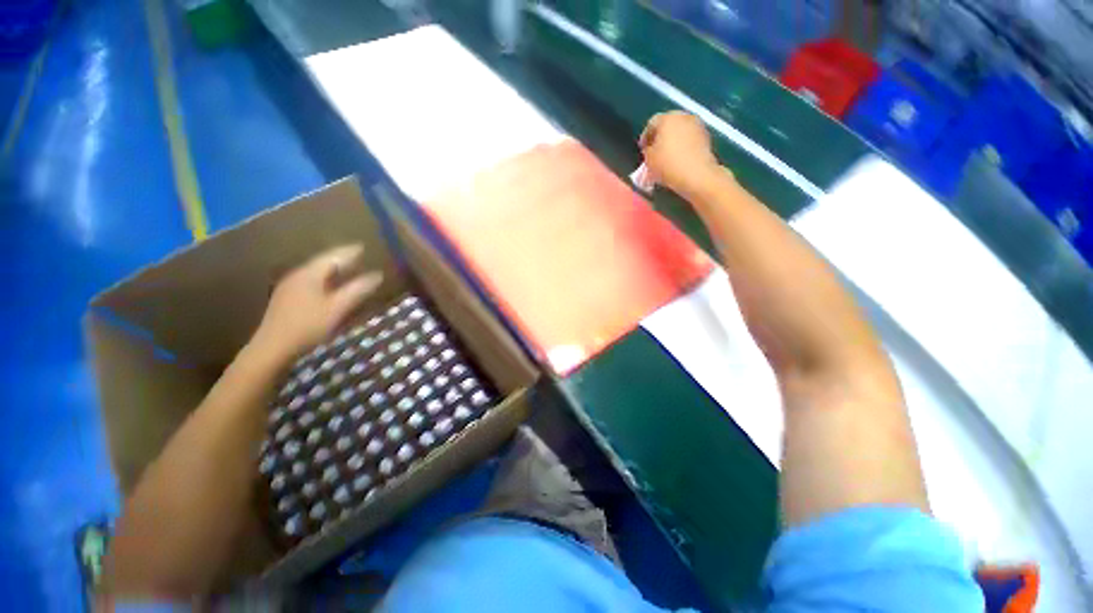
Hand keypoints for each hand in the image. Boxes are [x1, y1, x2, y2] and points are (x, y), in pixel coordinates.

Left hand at [251, 244, 383, 361]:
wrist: (272, 347)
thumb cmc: (308, 325)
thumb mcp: (338, 308)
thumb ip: (358, 290)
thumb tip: (377, 275)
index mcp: (310, 274)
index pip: (333, 257)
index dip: (349, 252)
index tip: (363, 247)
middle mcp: (298, 275)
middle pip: (322, 262)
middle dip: (340, 258)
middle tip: (356, 255)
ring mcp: (289, 287)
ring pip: (315, 272)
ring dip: (331, 269)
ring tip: (346, 268)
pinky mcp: (286, 299)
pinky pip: (309, 281)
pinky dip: (323, 279)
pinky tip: (328, 286)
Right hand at [639, 111, 725, 195]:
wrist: (696, 175)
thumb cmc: (668, 165)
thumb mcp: (649, 159)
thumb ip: (647, 149)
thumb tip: (650, 148)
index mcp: (667, 118)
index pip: (651, 124)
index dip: (645, 137)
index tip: (643, 150)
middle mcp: (683, 116)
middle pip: (667, 124)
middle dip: (660, 137)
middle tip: (655, 152)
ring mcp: (697, 124)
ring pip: (679, 131)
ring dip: (672, 141)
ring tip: (667, 157)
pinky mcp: (706, 135)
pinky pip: (689, 138)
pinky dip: (683, 145)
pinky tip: (679, 158)